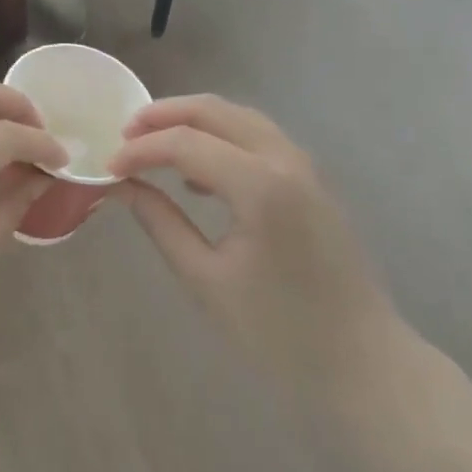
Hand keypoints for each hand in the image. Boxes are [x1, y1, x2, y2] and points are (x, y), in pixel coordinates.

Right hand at [108, 95, 401, 401]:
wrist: (363, 361)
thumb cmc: (279, 331)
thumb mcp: (206, 279)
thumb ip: (161, 222)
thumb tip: (123, 186)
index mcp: (259, 185)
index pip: (184, 143)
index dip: (140, 150)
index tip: (108, 167)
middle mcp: (283, 158)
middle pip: (212, 110)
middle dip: (163, 115)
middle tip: (124, 136)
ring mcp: (302, 163)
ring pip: (237, 115)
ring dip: (192, 119)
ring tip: (152, 143)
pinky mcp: (309, 176)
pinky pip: (257, 135)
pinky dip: (220, 135)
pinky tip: (198, 171)